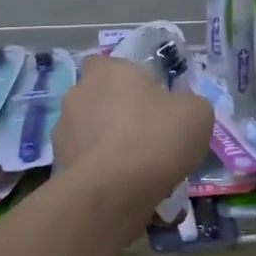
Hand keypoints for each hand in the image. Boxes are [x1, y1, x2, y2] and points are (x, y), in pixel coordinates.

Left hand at [52, 56, 212, 220]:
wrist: (113, 191)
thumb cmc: (156, 138)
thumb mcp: (196, 113)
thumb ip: (187, 102)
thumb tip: (180, 108)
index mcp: (108, 71)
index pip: (109, 64)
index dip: (129, 80)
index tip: (150, 100)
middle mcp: (78, 92)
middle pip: (99, 97)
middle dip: (116, 112)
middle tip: (145, 134)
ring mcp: (63, 128)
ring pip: (89, 129)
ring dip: (105, 141)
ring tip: (133, 167)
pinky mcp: (59, 162)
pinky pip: (84, 159)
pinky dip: (99, 168)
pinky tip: (120, 185)